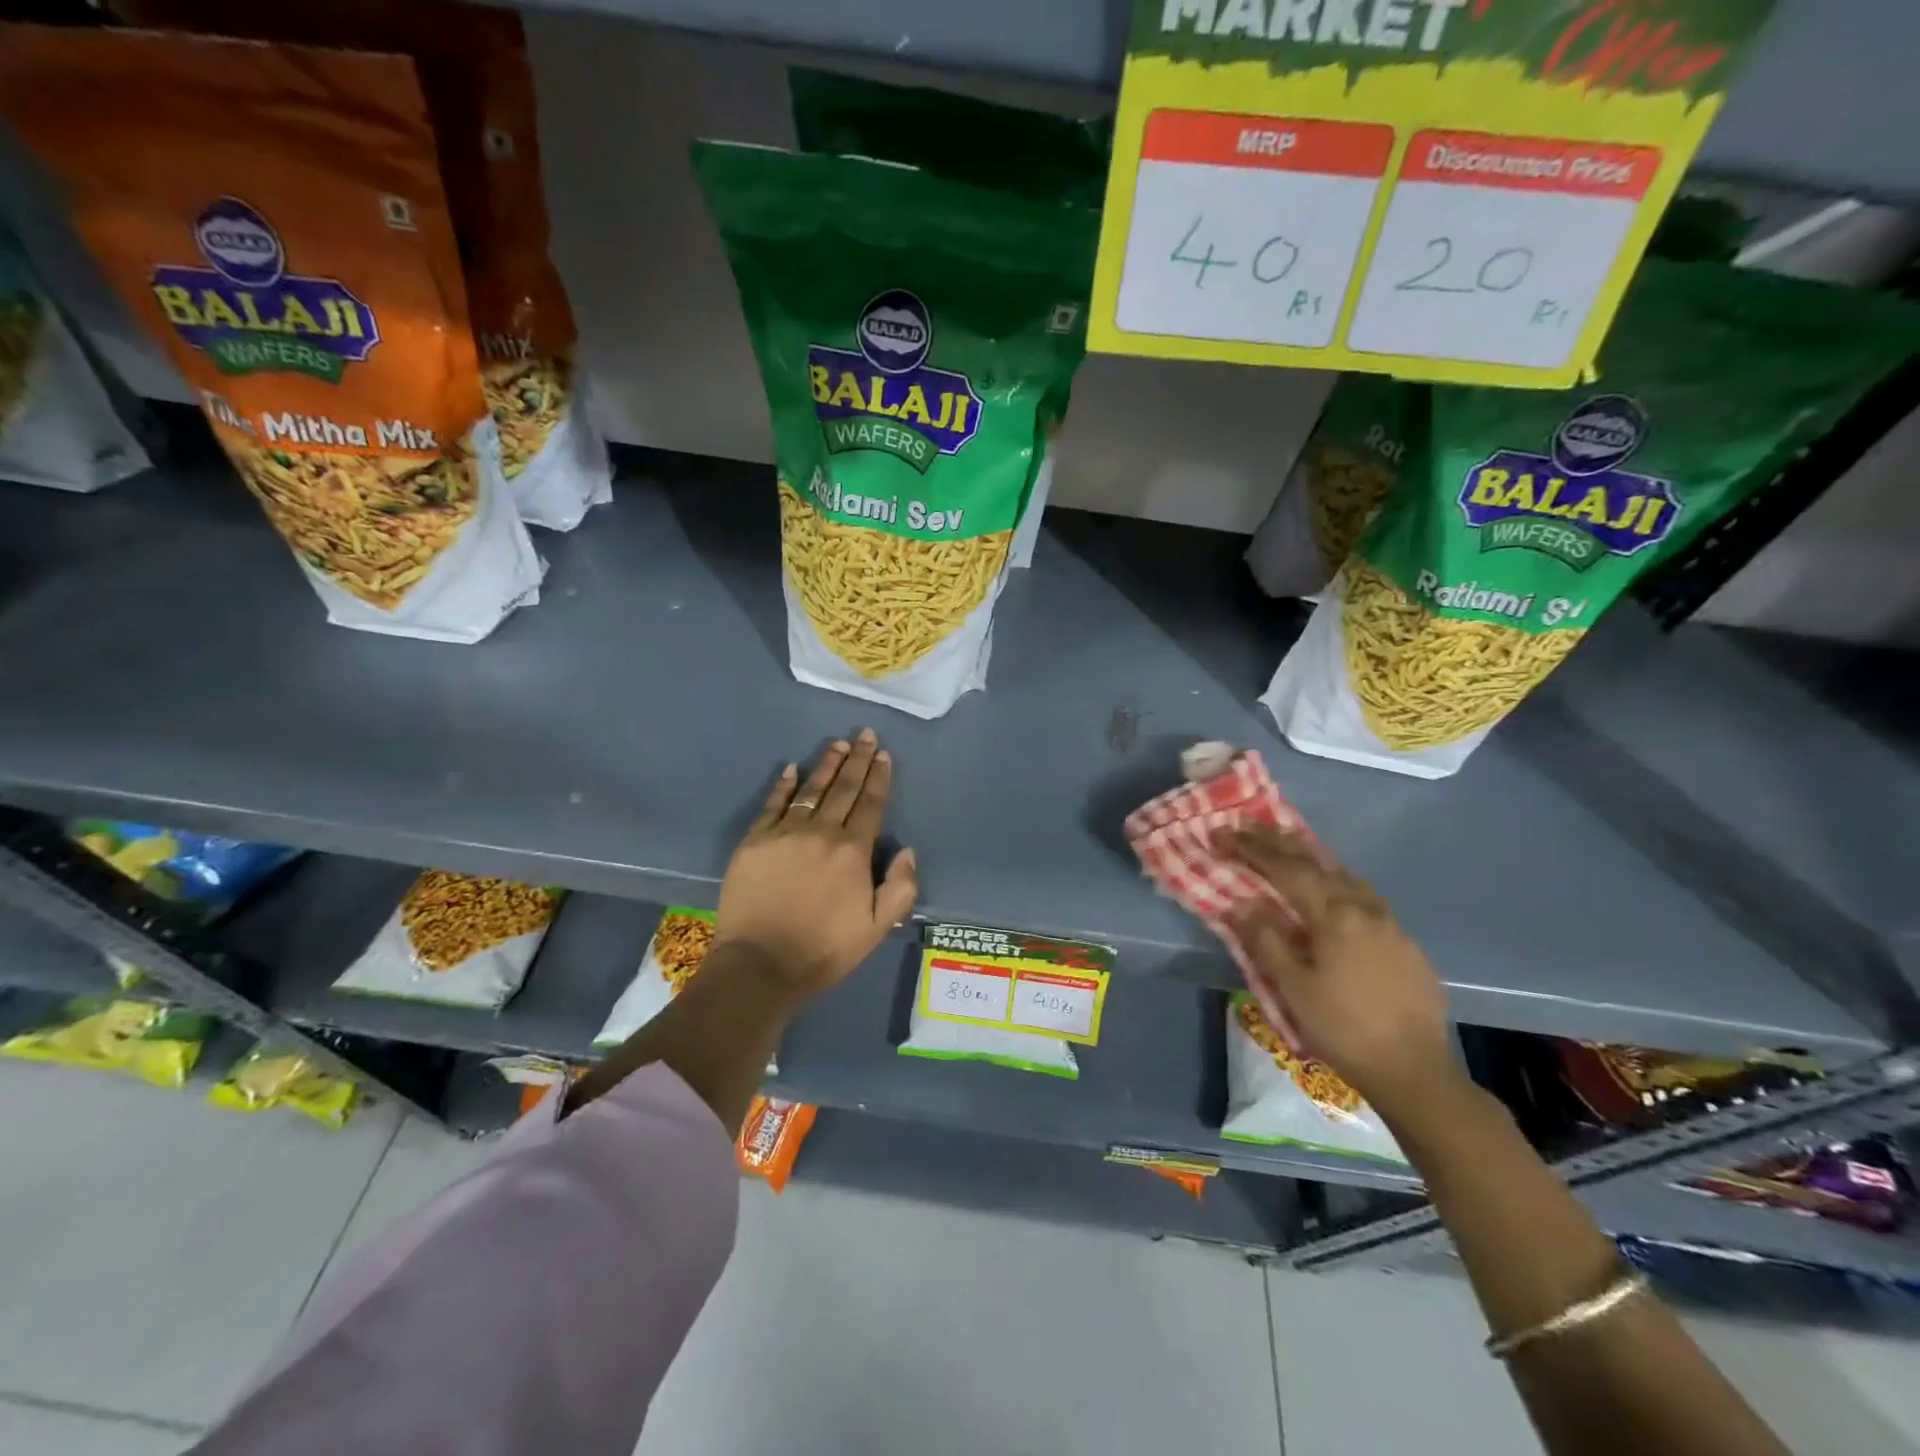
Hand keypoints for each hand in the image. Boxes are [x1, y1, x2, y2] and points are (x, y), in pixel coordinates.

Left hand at [714, 729, 917, 996]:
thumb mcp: (876, 929)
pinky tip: (791, 769)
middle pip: (843, 789)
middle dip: (857, 760)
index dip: (879, 777)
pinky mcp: (754, 842)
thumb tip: (906, 850)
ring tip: (837, 744)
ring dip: (826, 765)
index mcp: (853, 851)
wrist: (760, 965)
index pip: (870, 804)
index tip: (883, 754)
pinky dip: (783, 786)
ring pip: (810, 790)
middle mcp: (821, 832)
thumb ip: (900, 888)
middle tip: (864, 734)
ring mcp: (784, 834)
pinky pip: (772, 805)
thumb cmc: (824, 949)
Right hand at [1222, 826, 1457, 1114]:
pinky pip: (1362, 894)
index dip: (1251, 849)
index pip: (1285, 869)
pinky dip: (1336, 879)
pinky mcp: (1403, 942)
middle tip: (1249, 825)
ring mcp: (1389, 923)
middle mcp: (1364, 908)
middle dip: (1279, 842)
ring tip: (1287, 845)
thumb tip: (1241, 902)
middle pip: (1316, 863)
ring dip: (1310, 856)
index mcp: (1334, 916)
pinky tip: (1332, 888)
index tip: (1222, 834)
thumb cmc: (1343, 1029)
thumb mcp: (1292, 987)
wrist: (1415, 1071)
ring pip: (1344, 875)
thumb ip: (1265, 939)